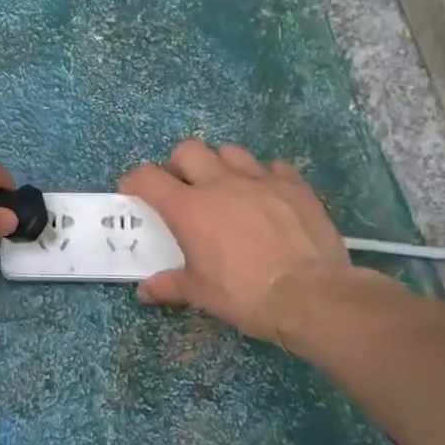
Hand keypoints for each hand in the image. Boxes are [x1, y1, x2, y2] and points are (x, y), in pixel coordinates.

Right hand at [119, 139, 355, 339]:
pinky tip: (266, 196)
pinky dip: (264, 176)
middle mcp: (220, 183)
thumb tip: (145, 290)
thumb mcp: (201, 294)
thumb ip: (170, 285)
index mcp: (189, 209)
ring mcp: (260, 179)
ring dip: (220, 164)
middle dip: (178, 164)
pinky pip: (273, 166)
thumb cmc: (244, 294)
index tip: (134, 194)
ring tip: (225, 187)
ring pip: (230, 150)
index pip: (147, 177)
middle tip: (182, 188)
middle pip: (188, 150)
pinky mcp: (294, 185)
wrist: (310, 294)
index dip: (135, 181)